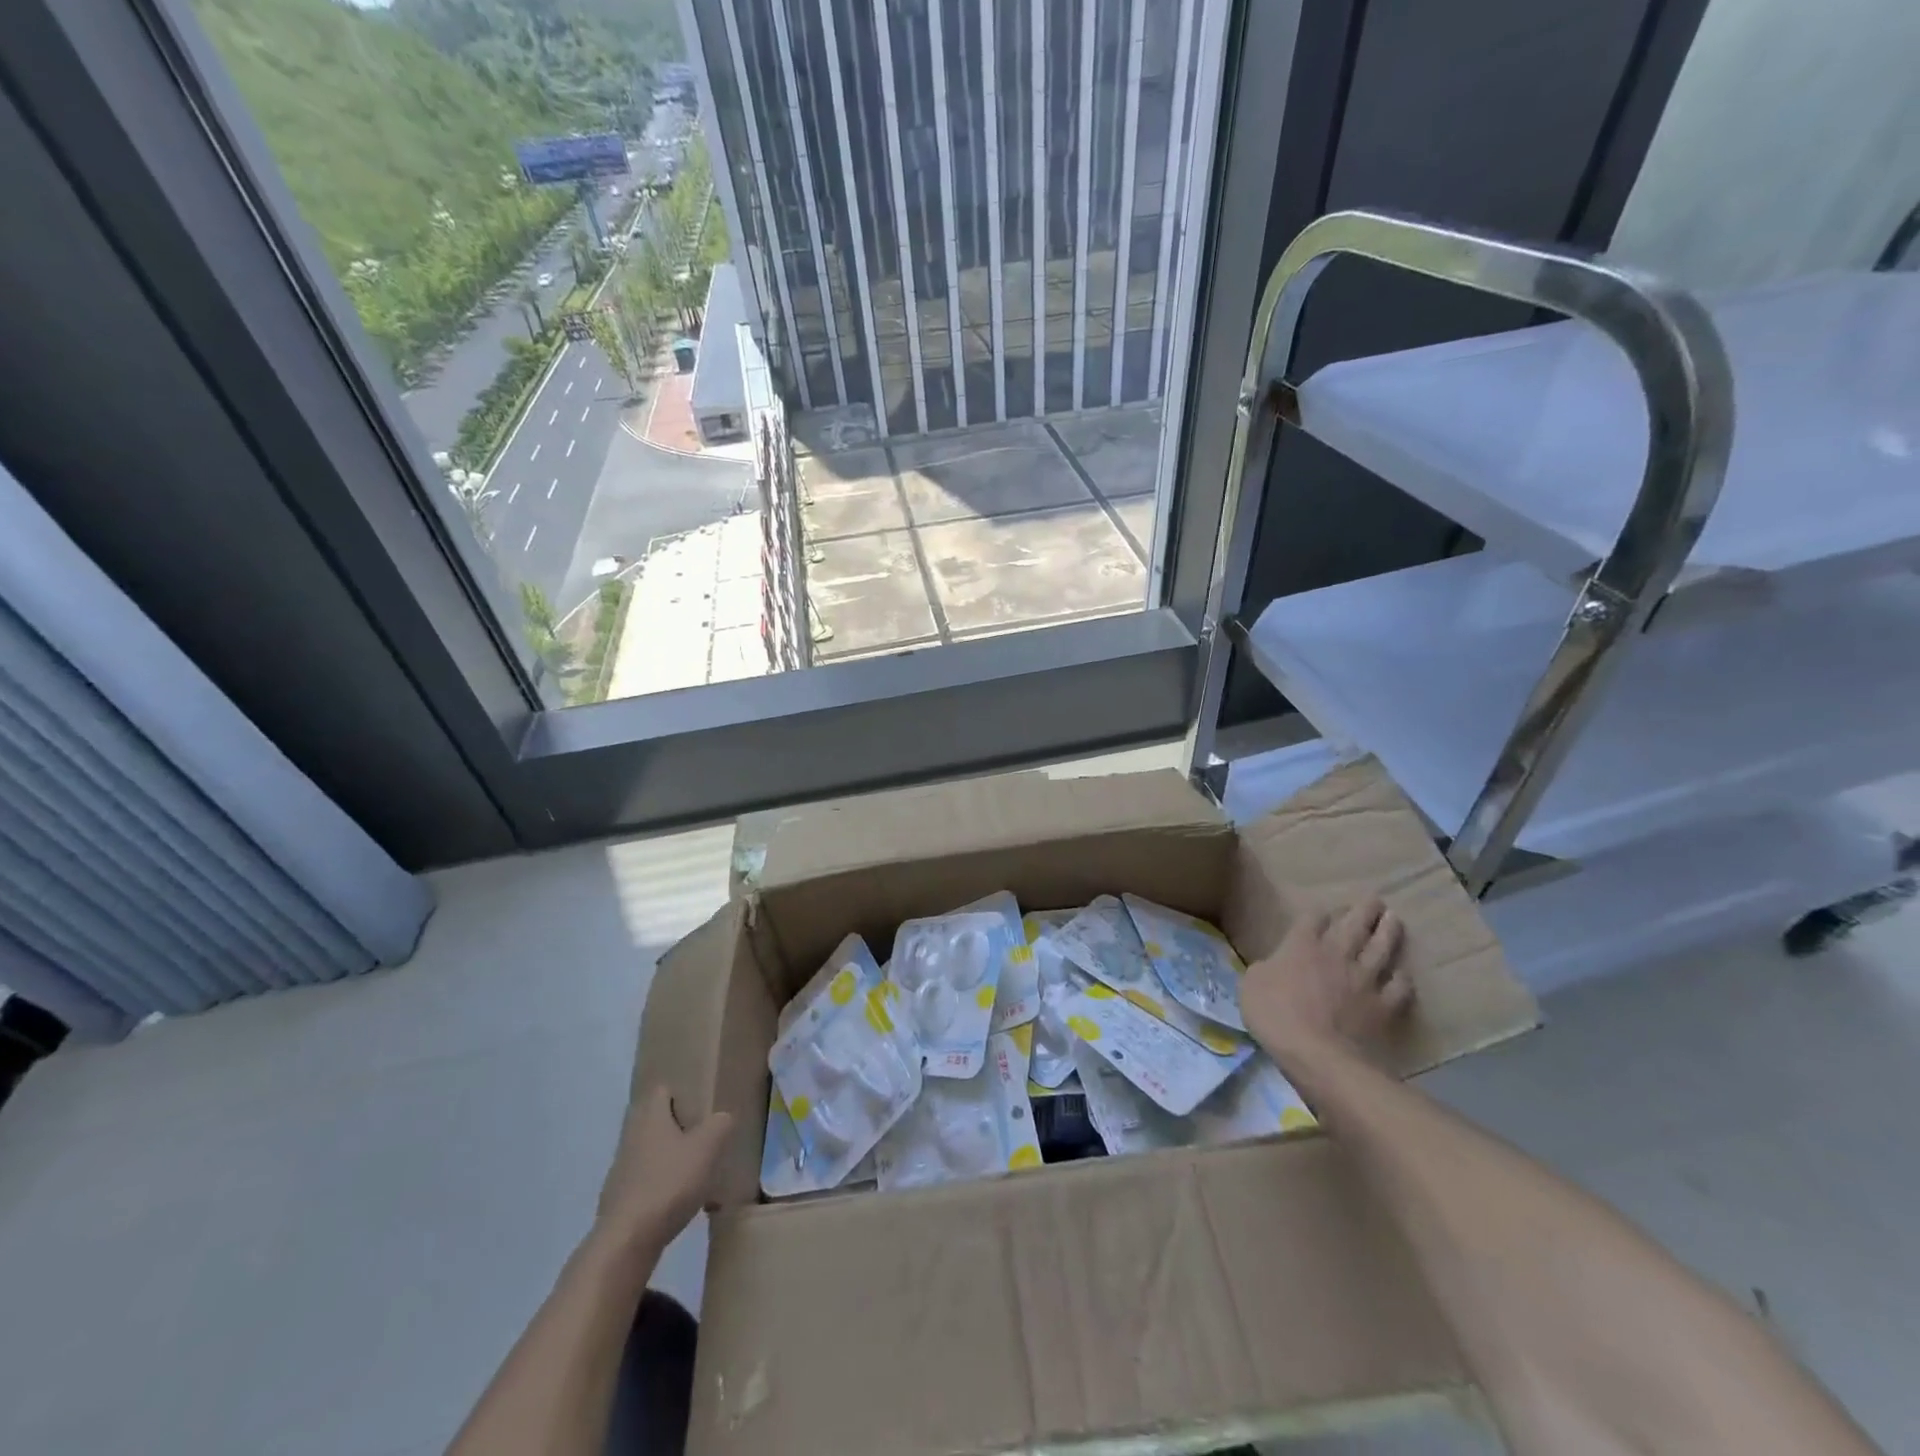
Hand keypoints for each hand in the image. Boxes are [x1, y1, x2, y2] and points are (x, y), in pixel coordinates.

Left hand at [595, 1086, 734, 1251]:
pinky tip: (681, 1198)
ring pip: (649, 1151)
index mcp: (650, 1117)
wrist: (627, 1241)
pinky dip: (662, 1183)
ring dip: (670, 1155)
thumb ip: (720, 1125)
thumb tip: (722, 1118)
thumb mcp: (708, 1147)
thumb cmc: (669, 1183)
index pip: (662, 1090)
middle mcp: (631, 1137)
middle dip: (675, 1124)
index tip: (700, 1099)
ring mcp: (621, 1170)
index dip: (680, 1091)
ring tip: (696, 1167)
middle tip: (702, 1131)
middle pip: (653, 1120)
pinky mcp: (619, 1199)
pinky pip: (646, 1180)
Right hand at [1242, 898, 1410, 1070]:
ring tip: (1394, 920)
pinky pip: (1400, 986)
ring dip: (1389, 931)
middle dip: (1364, 909)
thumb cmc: (1276, 1016)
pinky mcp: (1385, 1005)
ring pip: (1382, 947)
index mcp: (1302, 945)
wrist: (1319, 1056)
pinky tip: (1403, 975)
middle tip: (1375, 900)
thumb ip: (1265, 969)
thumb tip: (1273, 966)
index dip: (1318, 913)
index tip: (1321, 913)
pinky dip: (1402, 978)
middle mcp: (1337, 953)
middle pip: (1355, 923)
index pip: (1313, 917)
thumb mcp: (1251, 986)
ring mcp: (1366, 978)